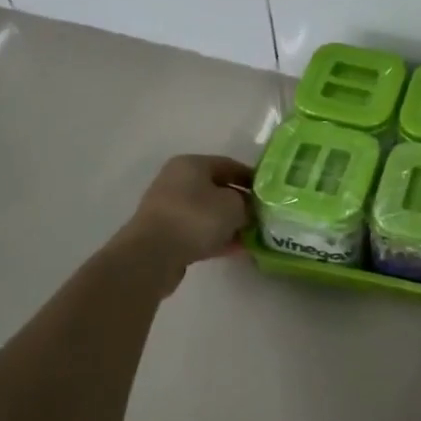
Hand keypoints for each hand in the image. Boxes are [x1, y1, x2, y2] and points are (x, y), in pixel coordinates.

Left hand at [121, 154, 253, 265]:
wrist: (152, 256)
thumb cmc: (196, 218)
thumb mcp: (234, 206)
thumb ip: (247, 204)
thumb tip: (249, 209)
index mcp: (191, 164)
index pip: (229, 165)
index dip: (252, 178)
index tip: (269, 193)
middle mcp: (176, 181)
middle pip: (217, 189)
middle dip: (240, 203)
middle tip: (261, 216)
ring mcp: (168, 208)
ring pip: (207, 212)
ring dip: (229, 223)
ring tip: (251, 235)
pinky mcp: (165, 234)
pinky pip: (197, 231)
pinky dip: (215, 238)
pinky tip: (235, 248)